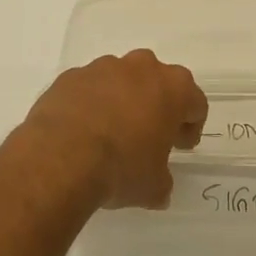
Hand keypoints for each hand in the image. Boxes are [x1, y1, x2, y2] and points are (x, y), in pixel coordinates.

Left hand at [22, 50, 208, 208]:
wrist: (60, 157)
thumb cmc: (121, 167)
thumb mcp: (153, 187)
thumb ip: (162, 181)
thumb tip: (159, 188)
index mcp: (172, 88)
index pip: (195, 102)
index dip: (190, 125)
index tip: (180, 145)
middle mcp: (141, 67)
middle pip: (158, 82)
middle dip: (157, 105)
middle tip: (149, 136)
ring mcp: (103, 67)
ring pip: (122, 79)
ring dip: (122, 100)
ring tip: (111, 134)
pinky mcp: (72, 76)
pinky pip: (90, 87)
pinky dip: (91, 103)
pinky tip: (82, 131)